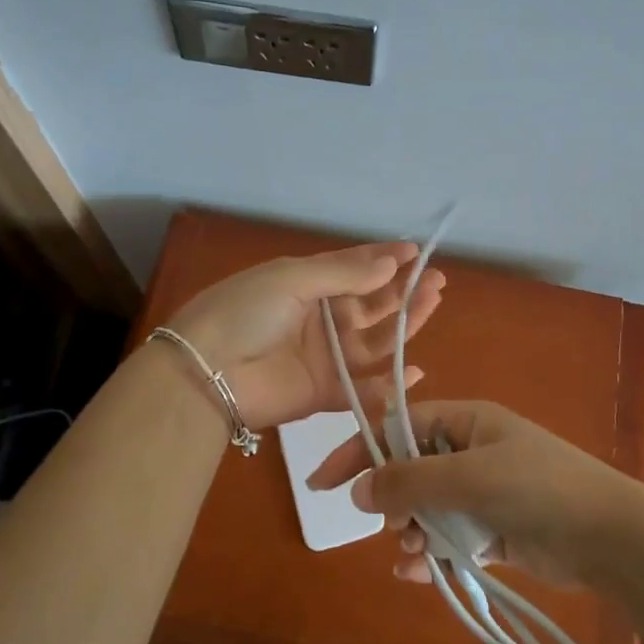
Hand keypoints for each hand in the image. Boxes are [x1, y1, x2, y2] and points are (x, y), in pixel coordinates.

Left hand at [167, 243, 444, 431]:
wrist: (206, 371)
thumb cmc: (246, 312)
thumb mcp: (291, 279)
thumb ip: (344, 274)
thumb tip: (392, 263)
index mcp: (307, 283)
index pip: (353, 267)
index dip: (384, 258)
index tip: (416, 251)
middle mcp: (320, 317)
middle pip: (371, 303)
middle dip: (403, 290)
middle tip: (436, 279)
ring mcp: (324, 356)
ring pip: (374, 340)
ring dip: (404, 324)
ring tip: (433, 303)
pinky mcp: (324, 393)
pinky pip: (363, 388)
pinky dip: (389, 384)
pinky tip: (414, 369)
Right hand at [306, 400, 643, 586]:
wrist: (608, 536)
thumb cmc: (538, 488)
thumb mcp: (470, 477)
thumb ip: (411, 480)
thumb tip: (357, 490)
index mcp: (467, 422)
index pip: (399, 427)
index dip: (360, 451)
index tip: (324, 483)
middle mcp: (471, 451)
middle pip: (410, 470)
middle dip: (394, 500)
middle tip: (395, 525)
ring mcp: (483, 491)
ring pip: (428, 508)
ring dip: (413, 530)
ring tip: (414, 552)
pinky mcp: (494, 529)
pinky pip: (449, 537)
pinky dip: (433, 553)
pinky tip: (420, 573)